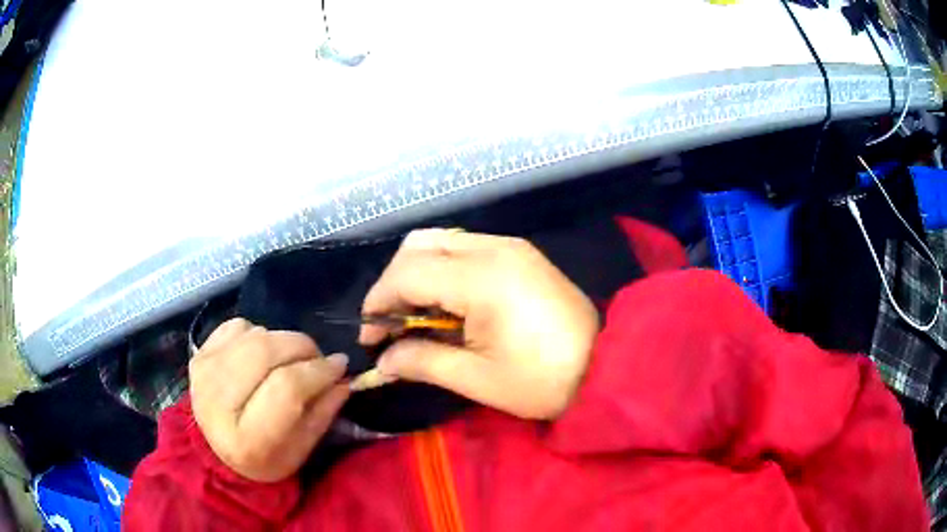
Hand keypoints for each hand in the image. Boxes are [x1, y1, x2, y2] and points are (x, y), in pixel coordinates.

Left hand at [188, 318, 349, 481]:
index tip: (340, 365)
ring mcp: (203, 372)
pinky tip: (260, 355)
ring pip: (254, 335)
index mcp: (246, 439)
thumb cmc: (266, 459)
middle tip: (318, 357)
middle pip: (266, 352)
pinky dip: (257, 333)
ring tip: (291, 358)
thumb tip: (344, 378)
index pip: (286, 388)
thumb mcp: (301, 450)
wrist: (217, 453)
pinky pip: (237, 325)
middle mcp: (217, 402)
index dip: (318, 371)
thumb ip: (323, 413)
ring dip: (282, 340)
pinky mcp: (198, 353)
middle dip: (302, 347)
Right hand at [360, 229, 598, 419]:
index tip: (370, 338)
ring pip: (441, 241)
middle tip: (392, 324)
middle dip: (394, 282)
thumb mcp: (478, 379)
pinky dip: (444, 269)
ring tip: (417, 315)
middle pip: (419, 245)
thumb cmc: (543, 380)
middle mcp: (493, 248)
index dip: (379, 302)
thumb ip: (422, 361)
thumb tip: (383, 360)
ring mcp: (510, 245)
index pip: (407, 273)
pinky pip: (466, 247)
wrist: (607, 366)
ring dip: (418, 272)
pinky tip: (448, 302)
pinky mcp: (521, 253)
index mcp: (482, 278)